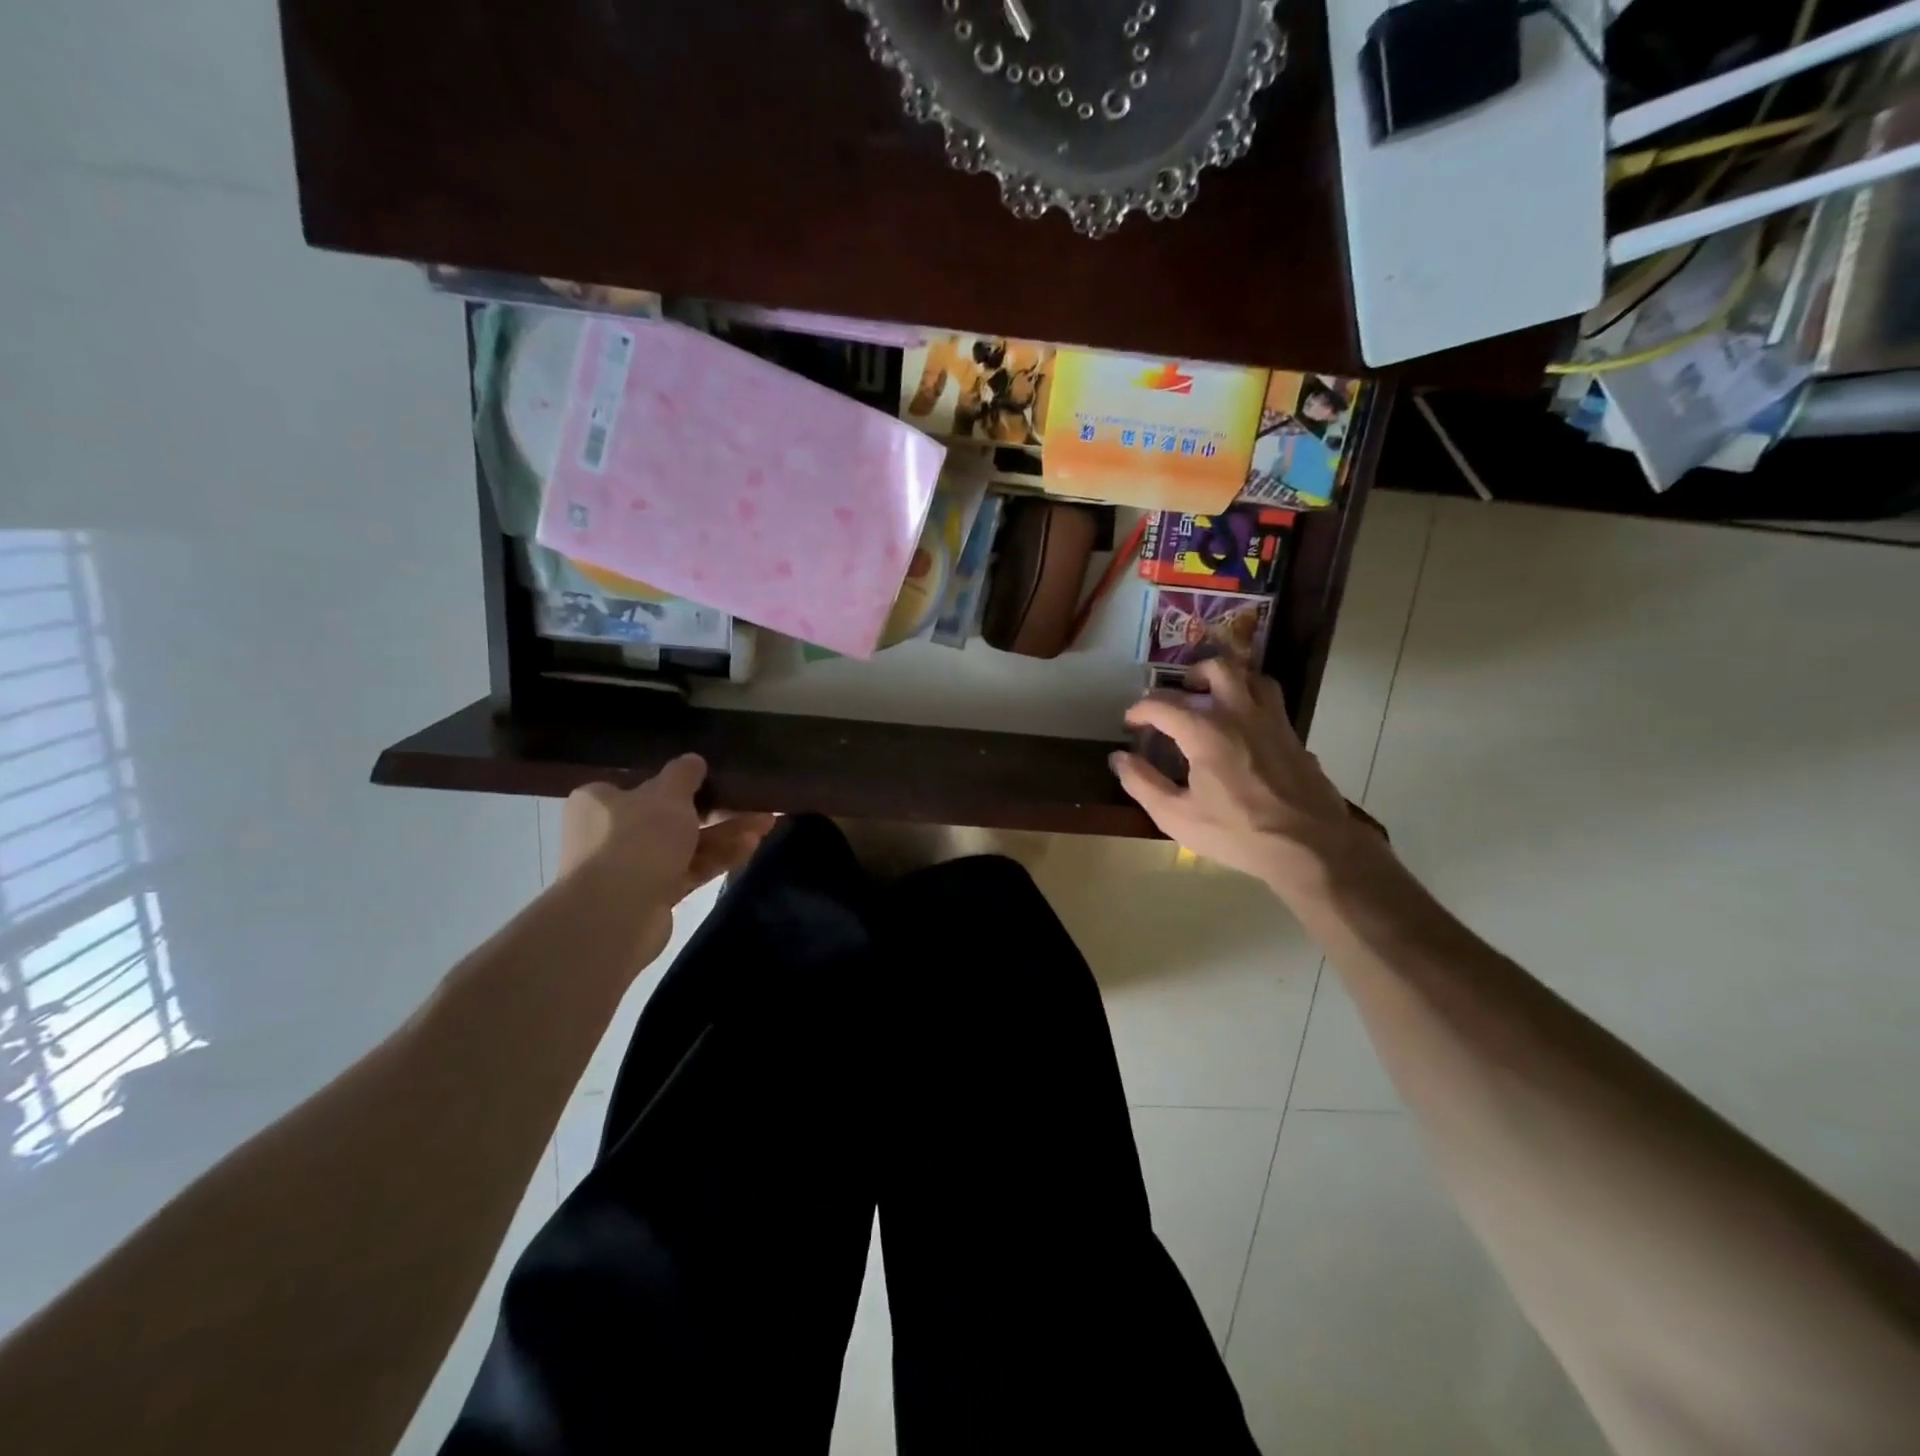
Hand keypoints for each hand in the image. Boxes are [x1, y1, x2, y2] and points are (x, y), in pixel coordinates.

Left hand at [559, 755, 775, 962]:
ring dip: (725, 834)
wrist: (616, 915)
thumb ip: (683, 774)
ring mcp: (632, 867)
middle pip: (670, 815)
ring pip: (686, 844)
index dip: (677, 781)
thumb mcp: (666, 794)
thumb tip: (693, 760)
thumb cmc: (635, 840)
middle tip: (751, 802)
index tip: (711, 777)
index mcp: (600, 802)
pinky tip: (751, 846)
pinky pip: (690, 869)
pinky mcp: (653, 895)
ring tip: (765, 823)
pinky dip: (718, 857)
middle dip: (715, 810)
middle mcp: (610, 833)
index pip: (640, 783)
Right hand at [1110, 660, 1382, 902]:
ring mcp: (1272, 721)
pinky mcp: (1293, 735)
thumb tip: (1119, 758)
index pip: (1162, 704)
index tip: (1130, 724)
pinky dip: (1251, 700)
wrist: (1311, 846)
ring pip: (1251, 676)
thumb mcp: (1177, 816)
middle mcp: (1239, 713)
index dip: (1139, 710)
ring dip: (1228, 679)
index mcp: (1205, 731)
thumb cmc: (1237, 833)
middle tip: (1178, 696)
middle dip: (1190, 676)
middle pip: (1216, 669)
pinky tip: (1244, 726)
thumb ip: (1142, 783)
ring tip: (1213, 698)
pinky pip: (1270, 700)